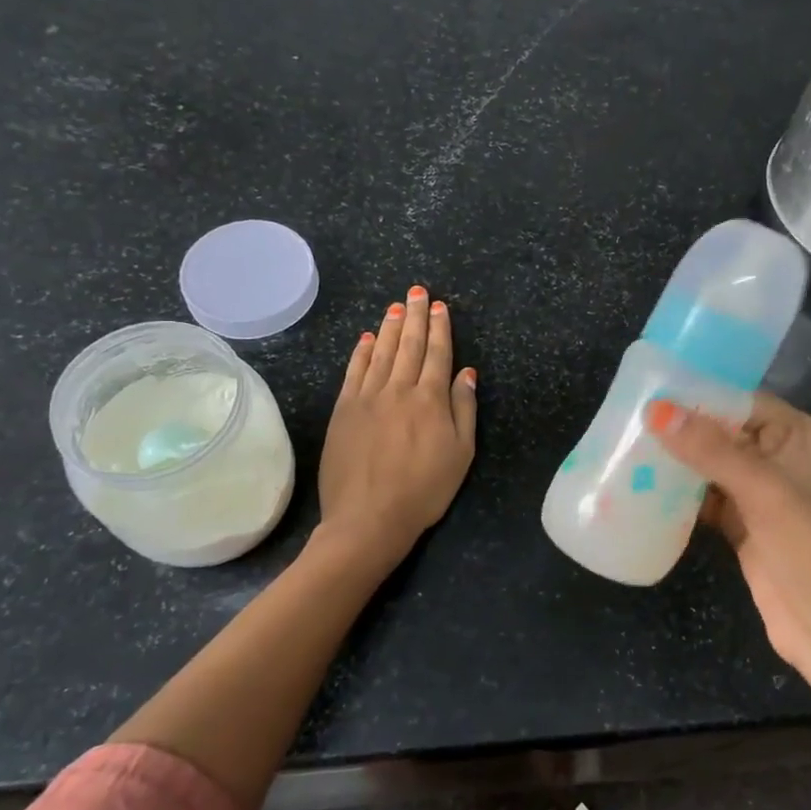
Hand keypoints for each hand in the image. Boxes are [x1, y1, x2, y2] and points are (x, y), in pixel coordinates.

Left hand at [319, 285, 477, 561]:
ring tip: (395, 306)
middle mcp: (398, 390)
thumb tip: (466, 373)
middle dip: (415, 316)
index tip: (439, 306)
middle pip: (409, 346)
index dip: (440, 328)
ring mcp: (367, 398)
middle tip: (417, 292)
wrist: (368, 518)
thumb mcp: (461, 454)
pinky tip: (366, 338)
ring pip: (381, 352)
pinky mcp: (343, 410)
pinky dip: (361, 351)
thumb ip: (464, 409)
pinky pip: (354, 371)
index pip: (438, 354)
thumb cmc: (424, 490)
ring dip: (390, 327)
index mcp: (430, 400)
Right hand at [648, 393, 810, 673]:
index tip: (653, 388)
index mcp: (800, 437)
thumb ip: (711, 450)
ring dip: (678, 462)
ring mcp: (763, 496)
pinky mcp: (745, 527)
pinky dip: (681, 496)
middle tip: (630, 418)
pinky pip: (707, 500)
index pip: (745, 401)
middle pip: (725, 432)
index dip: (702, 394)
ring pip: (712, 467)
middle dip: (683, 429)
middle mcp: (781, 459)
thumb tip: (658, 410)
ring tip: (628, 448)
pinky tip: (645, 489)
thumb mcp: (763, 491)